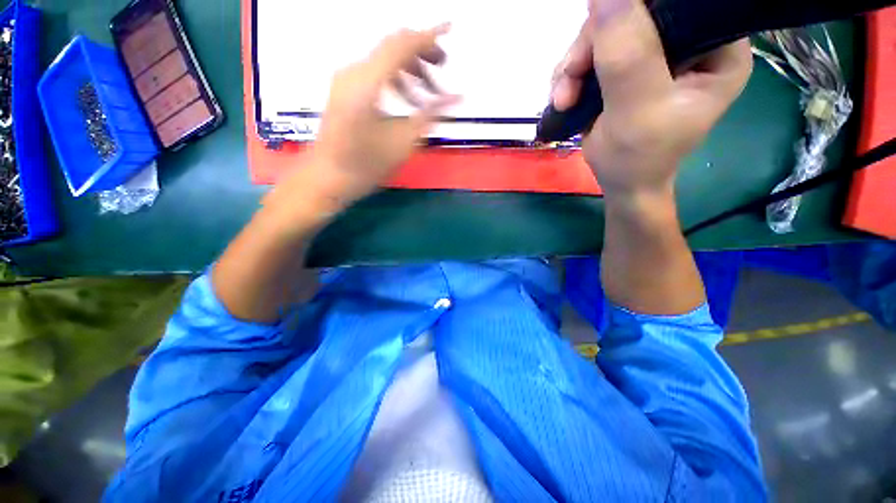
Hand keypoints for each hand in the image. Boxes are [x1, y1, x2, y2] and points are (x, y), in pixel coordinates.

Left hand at [305, 25, 457, 207]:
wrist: (327, 177)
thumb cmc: (367, 165)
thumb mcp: (404, 142)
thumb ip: (431, 114)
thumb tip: (457, 97)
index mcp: (368, 83)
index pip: (403, 44)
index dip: (429, 36)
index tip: (451, 28)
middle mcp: (354, 71)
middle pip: (392, 45)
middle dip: (422, 53)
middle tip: (443, 71)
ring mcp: (346, 78)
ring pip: (383, 59)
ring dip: (409, 69)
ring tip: (428, 96)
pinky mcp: (344, 89)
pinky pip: (374, 72)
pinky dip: (395, 79)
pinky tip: (407, 100)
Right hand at [552, 0, 751, 196]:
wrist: (619, 182)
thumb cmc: (638, 157)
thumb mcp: (638, 109)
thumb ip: (628, 55)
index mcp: (715, 49)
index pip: (680, 5)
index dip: (638, 10)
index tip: (603, 37)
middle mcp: (687, 43)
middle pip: (634, 14)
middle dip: (592, 47)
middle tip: (571, 79)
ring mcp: (652, 55)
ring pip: (604, 34)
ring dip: (574, 65)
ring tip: (564, 98)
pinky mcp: (624, 69)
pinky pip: (591, 54)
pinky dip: (570, 75)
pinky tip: (564, 97)